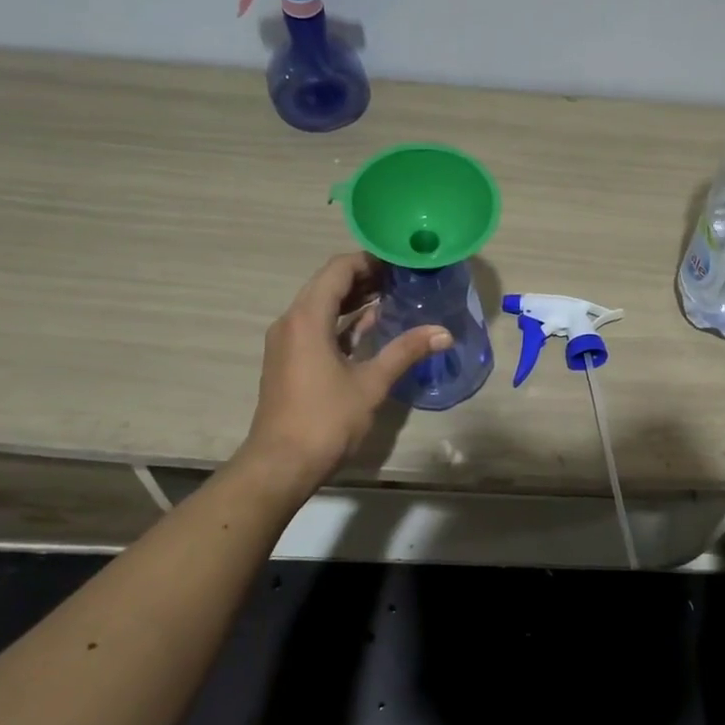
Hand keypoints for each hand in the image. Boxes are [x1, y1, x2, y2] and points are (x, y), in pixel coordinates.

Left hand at [236, 252, 449, 491]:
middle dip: (364, 277)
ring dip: (353, 298)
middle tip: (403, 276)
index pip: (338, 270)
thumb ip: (406, 351)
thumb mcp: (371, 383)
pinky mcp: (289, 360)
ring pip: (321, 305)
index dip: (370, 260)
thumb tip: (444, 333)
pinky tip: (370, 326)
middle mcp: (291, 321)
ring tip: (392, 296)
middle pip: (328, 284)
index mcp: (307, 318)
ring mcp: (287, 342)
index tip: (401, 261)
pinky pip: (316, 326)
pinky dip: (342, 321)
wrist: (280, 464)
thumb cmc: (326, 419)